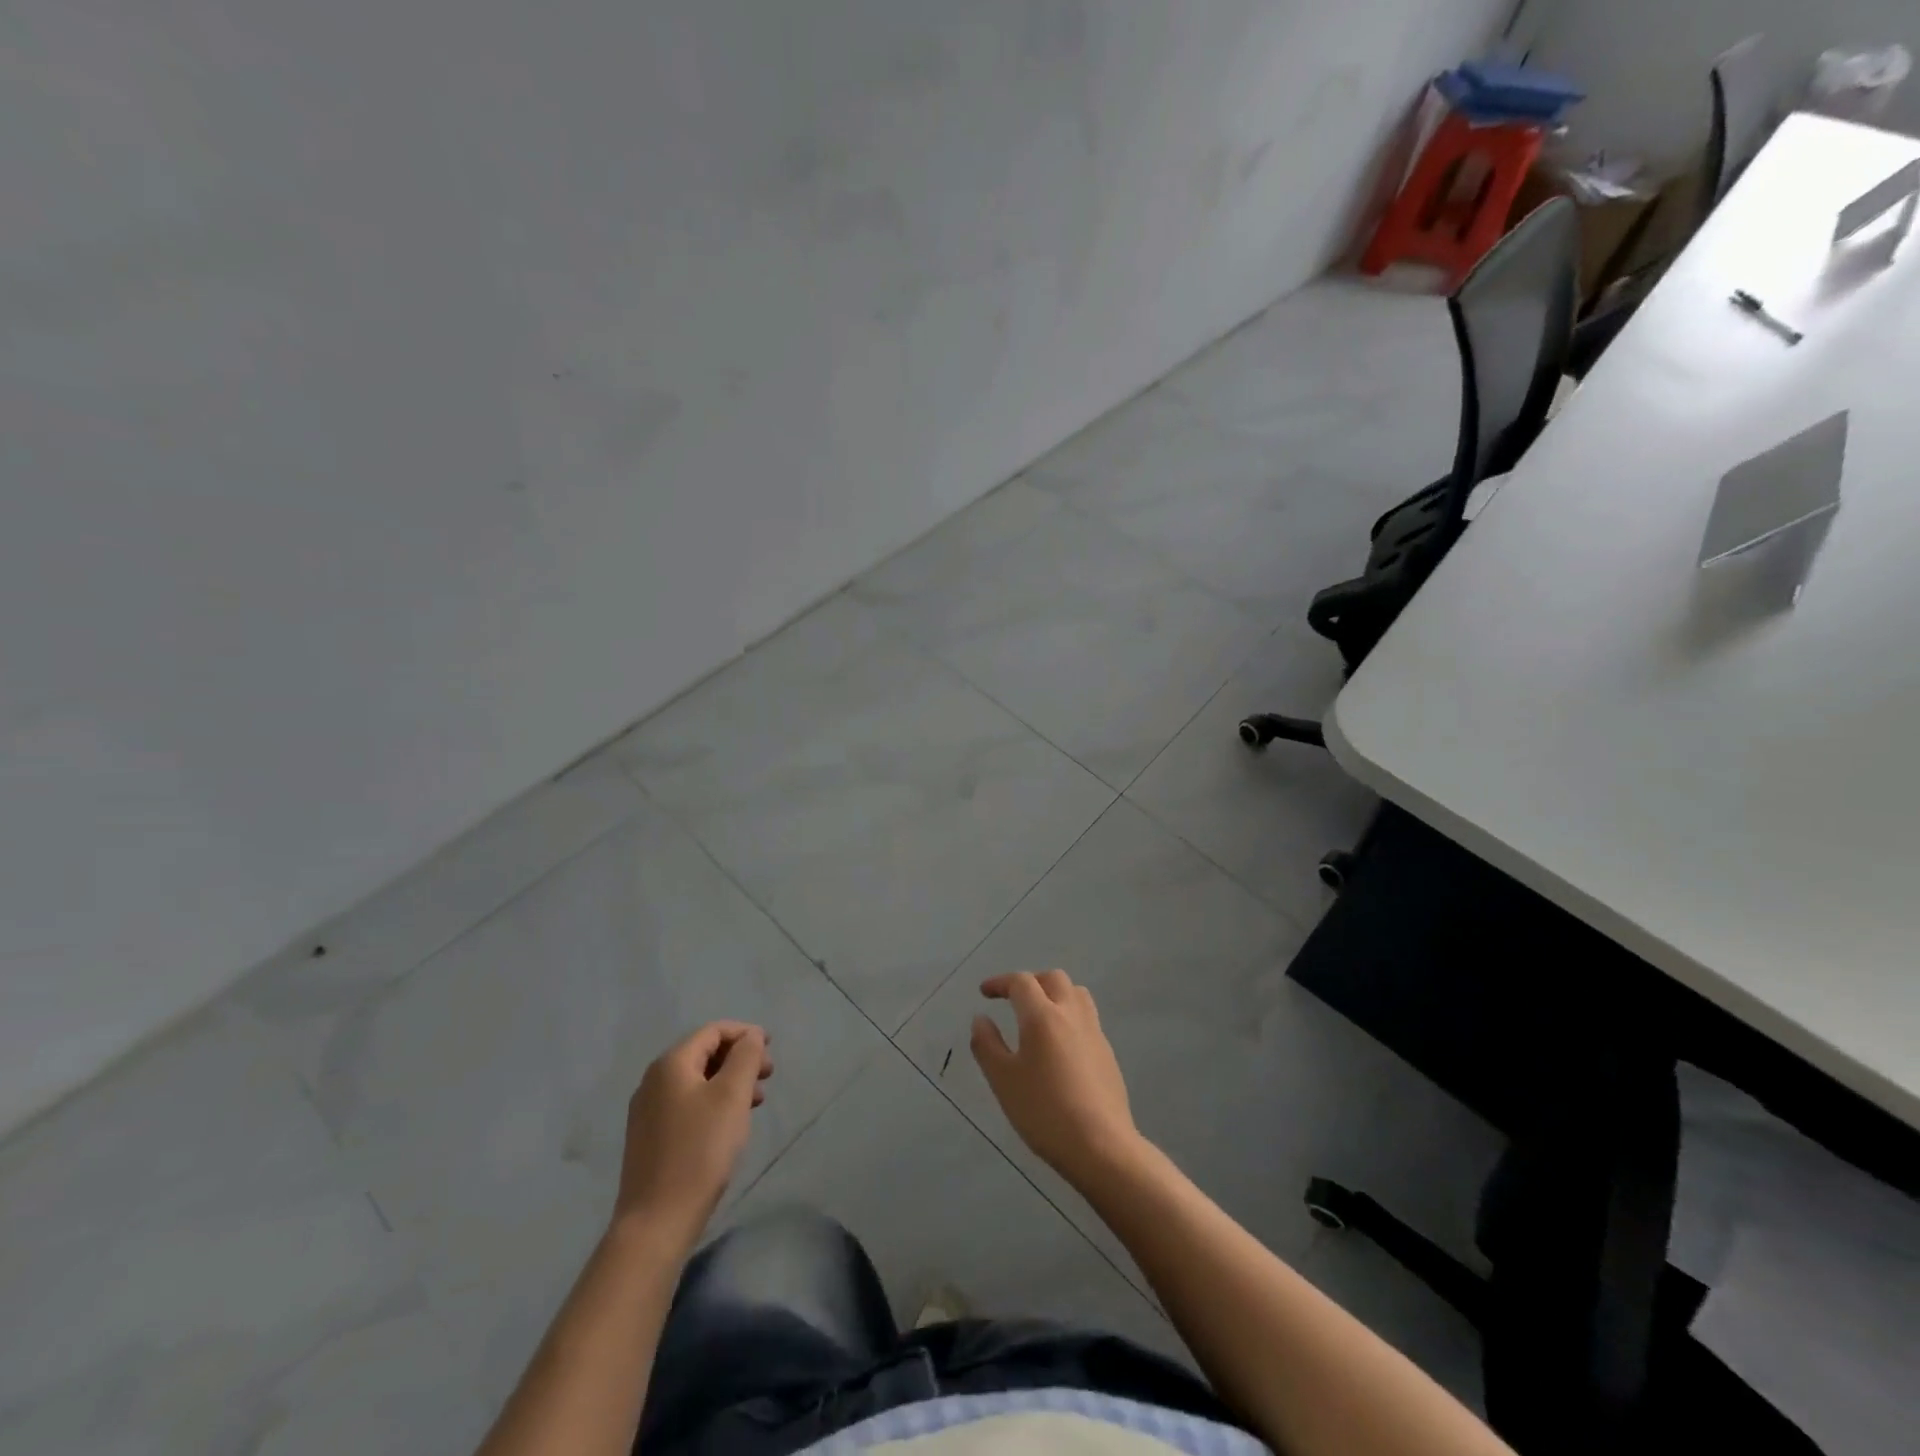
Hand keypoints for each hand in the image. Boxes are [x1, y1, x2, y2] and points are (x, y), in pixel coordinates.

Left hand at [614, 1022, 771, 1243]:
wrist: (656, 1222)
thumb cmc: (699, 1150)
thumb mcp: (731, 1096)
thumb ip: (745, 1057)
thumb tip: (750, 1037)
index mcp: (670, 1064)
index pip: (713, 1031)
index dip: (745, 1033)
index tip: (772, 1048)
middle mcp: (654, 1081)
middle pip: (704, 1053)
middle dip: (739, 1058)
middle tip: (768, 1075)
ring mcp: (648, 1111)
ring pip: (698, 1081)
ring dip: (730, 1082)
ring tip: (756, 1102)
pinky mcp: (650, 1138)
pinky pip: (688, 1104)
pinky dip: (714, 1102)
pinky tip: (730, 1124)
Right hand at [970, 970, 1140, 1186]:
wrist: (1100, 1145)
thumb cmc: (1044, 1111)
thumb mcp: (1003, 1080)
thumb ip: (987, 1045)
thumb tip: (980, 1019)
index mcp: (1042, 1016)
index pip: (1021, 982)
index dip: (1000, 982)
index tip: (985, 992)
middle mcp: (1071, 1014)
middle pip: (1053, 979)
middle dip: (1030, 982)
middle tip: (1012, 1001)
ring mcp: (1094, 1032)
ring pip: (1076, 993)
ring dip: (1055, 994)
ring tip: (1039, 1016)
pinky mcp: (1107, 1052)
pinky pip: (1087, 1018)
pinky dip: (1069, 1016)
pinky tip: (1060, 1045)